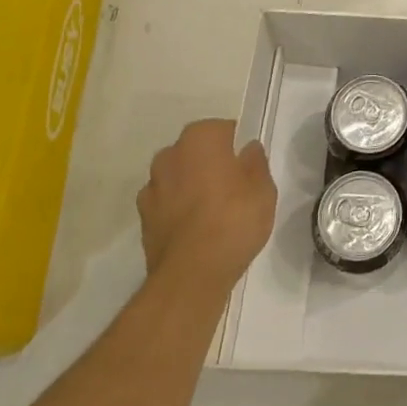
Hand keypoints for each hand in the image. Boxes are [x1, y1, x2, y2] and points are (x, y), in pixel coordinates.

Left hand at [137, 120, 276, 296]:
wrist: (191, 275)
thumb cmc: (234, 220)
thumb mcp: (264, 189)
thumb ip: (256, 162)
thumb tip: (247, 149)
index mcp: (201, 137)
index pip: (224, 130)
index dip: (237, 148)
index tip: (247, 168)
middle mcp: (170, 154)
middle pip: (197, 151)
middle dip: (211, 164)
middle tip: (233, 189)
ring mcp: (152, 186)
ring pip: (179, 177)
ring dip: (191, 186)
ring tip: (213, 213)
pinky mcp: (142, 218)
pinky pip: (167, 203)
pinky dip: (178, 210)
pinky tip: (195, 230)